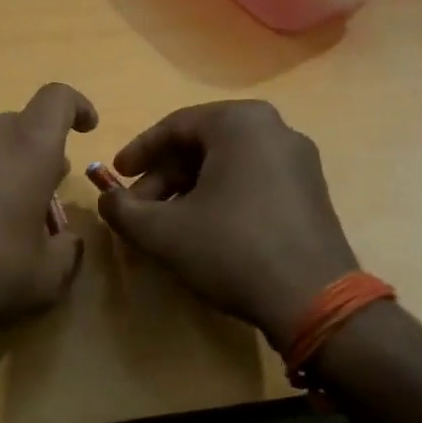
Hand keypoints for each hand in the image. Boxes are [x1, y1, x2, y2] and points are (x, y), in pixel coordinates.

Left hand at [0, 83, 97, 351]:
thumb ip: (68, 252)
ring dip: (6, 162)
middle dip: (41, 152)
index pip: (58, 99)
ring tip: (7, 206)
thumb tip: (67, 241)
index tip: (87, 127)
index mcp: (28, 146)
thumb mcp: (46, 277)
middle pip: (23, 125)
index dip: (77, 106)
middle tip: (45, 193)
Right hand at [95, 101, 358, 352]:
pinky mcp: (311, 191)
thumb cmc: (231, 249)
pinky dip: (221, 197)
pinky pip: (253, 180)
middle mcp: (274, 128)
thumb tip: (106, 200)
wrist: (314, 300)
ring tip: (167, 225)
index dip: (138, 153)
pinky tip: (204, 231)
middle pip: (201, 145)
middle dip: (163, 177)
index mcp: (239, 122)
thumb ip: (122, 209)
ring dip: (189, 190)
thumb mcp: (162, 231)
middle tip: (139, 208)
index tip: (115, 177)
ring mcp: (299, 160)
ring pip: (227, 164)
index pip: (173, 127)